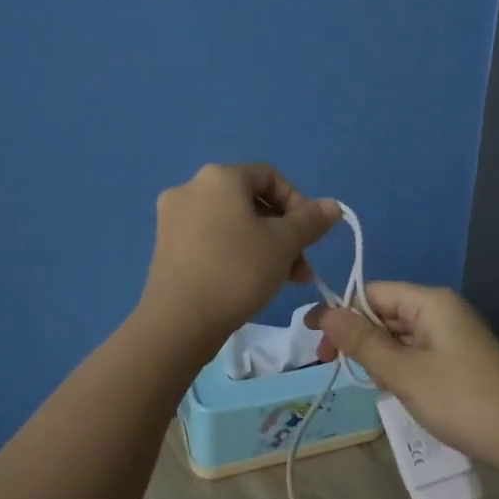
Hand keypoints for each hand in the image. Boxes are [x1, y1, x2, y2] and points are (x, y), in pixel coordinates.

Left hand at [140, 164, 338, 351]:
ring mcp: (174, 218)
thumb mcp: (285, 243)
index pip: (270, 177)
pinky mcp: (166, 247)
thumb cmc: (237, 271)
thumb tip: (332, 206)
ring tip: (282, 280)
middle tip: (300, 268)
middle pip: (251, 202)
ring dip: (264, 247)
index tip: (310, 236)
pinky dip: (236, 254)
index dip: (299, 203)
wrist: (178, 322)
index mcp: (219, 177)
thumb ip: (311, 220)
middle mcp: (191, 188)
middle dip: (283, 233)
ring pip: (233, 224)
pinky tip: (250, 283)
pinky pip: (211, 240)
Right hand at [305, 283, 498, 470]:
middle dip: (362, 339)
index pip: (373, 292)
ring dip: (381, 357)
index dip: (342, 314)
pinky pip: (417, 354)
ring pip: (400, 336)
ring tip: (380, 386)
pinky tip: (398, 392)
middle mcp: (443, 311)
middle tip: (340, 369)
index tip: (317, 344)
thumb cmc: (461, 400)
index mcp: (431, 302)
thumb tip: (326, 312)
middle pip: (386, 312)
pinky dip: (401, 369)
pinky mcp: (459, 360)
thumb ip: (363, 341)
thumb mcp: (404, 372)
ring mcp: (453, 336)